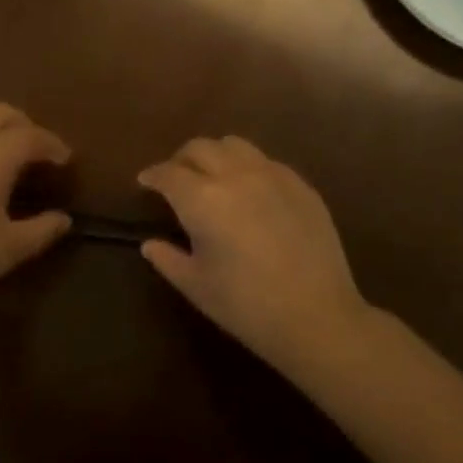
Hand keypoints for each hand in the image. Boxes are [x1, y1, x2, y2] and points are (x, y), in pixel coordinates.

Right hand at [137, 136, 368, 367]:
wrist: (317, 317)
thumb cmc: (246, 306)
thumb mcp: (197, 286)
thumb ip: (168, 259)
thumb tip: (150, 243)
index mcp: (203, 199)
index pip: (169, 173)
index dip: (153, 175)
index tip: (145, 181)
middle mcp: (235, 175)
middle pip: (200, 148)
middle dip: (181, 159)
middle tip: (176, 178)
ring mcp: (272, 175)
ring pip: (235, 145)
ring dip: (215, 155)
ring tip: (213, 176)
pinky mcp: (300, 184)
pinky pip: (266, 161)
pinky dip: (248, 167)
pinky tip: (251, 191)